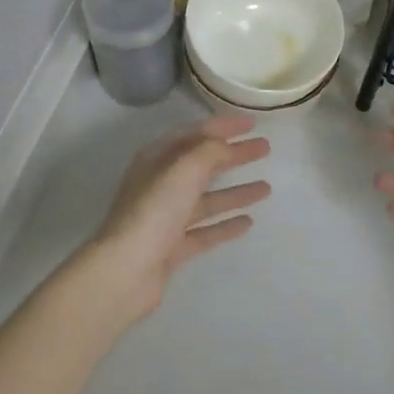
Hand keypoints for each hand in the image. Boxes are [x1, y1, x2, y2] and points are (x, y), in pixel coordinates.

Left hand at [75, 115, 271, 321]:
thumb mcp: (183, 169)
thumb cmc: (154, 211)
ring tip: (267, 188)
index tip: (252, 124)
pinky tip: (248, 222)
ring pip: (207, 199)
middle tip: (265, 149)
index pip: (195, 134)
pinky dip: (226, 224)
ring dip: (235, 191)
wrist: (126, 269)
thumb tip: (226, 145)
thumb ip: (209, 151)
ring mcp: (167, 218)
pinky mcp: (173, 247)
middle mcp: (161, 184)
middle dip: (234, 155)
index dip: (223, 127)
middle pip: (203, 165)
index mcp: (157, 159)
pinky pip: (205, 230)